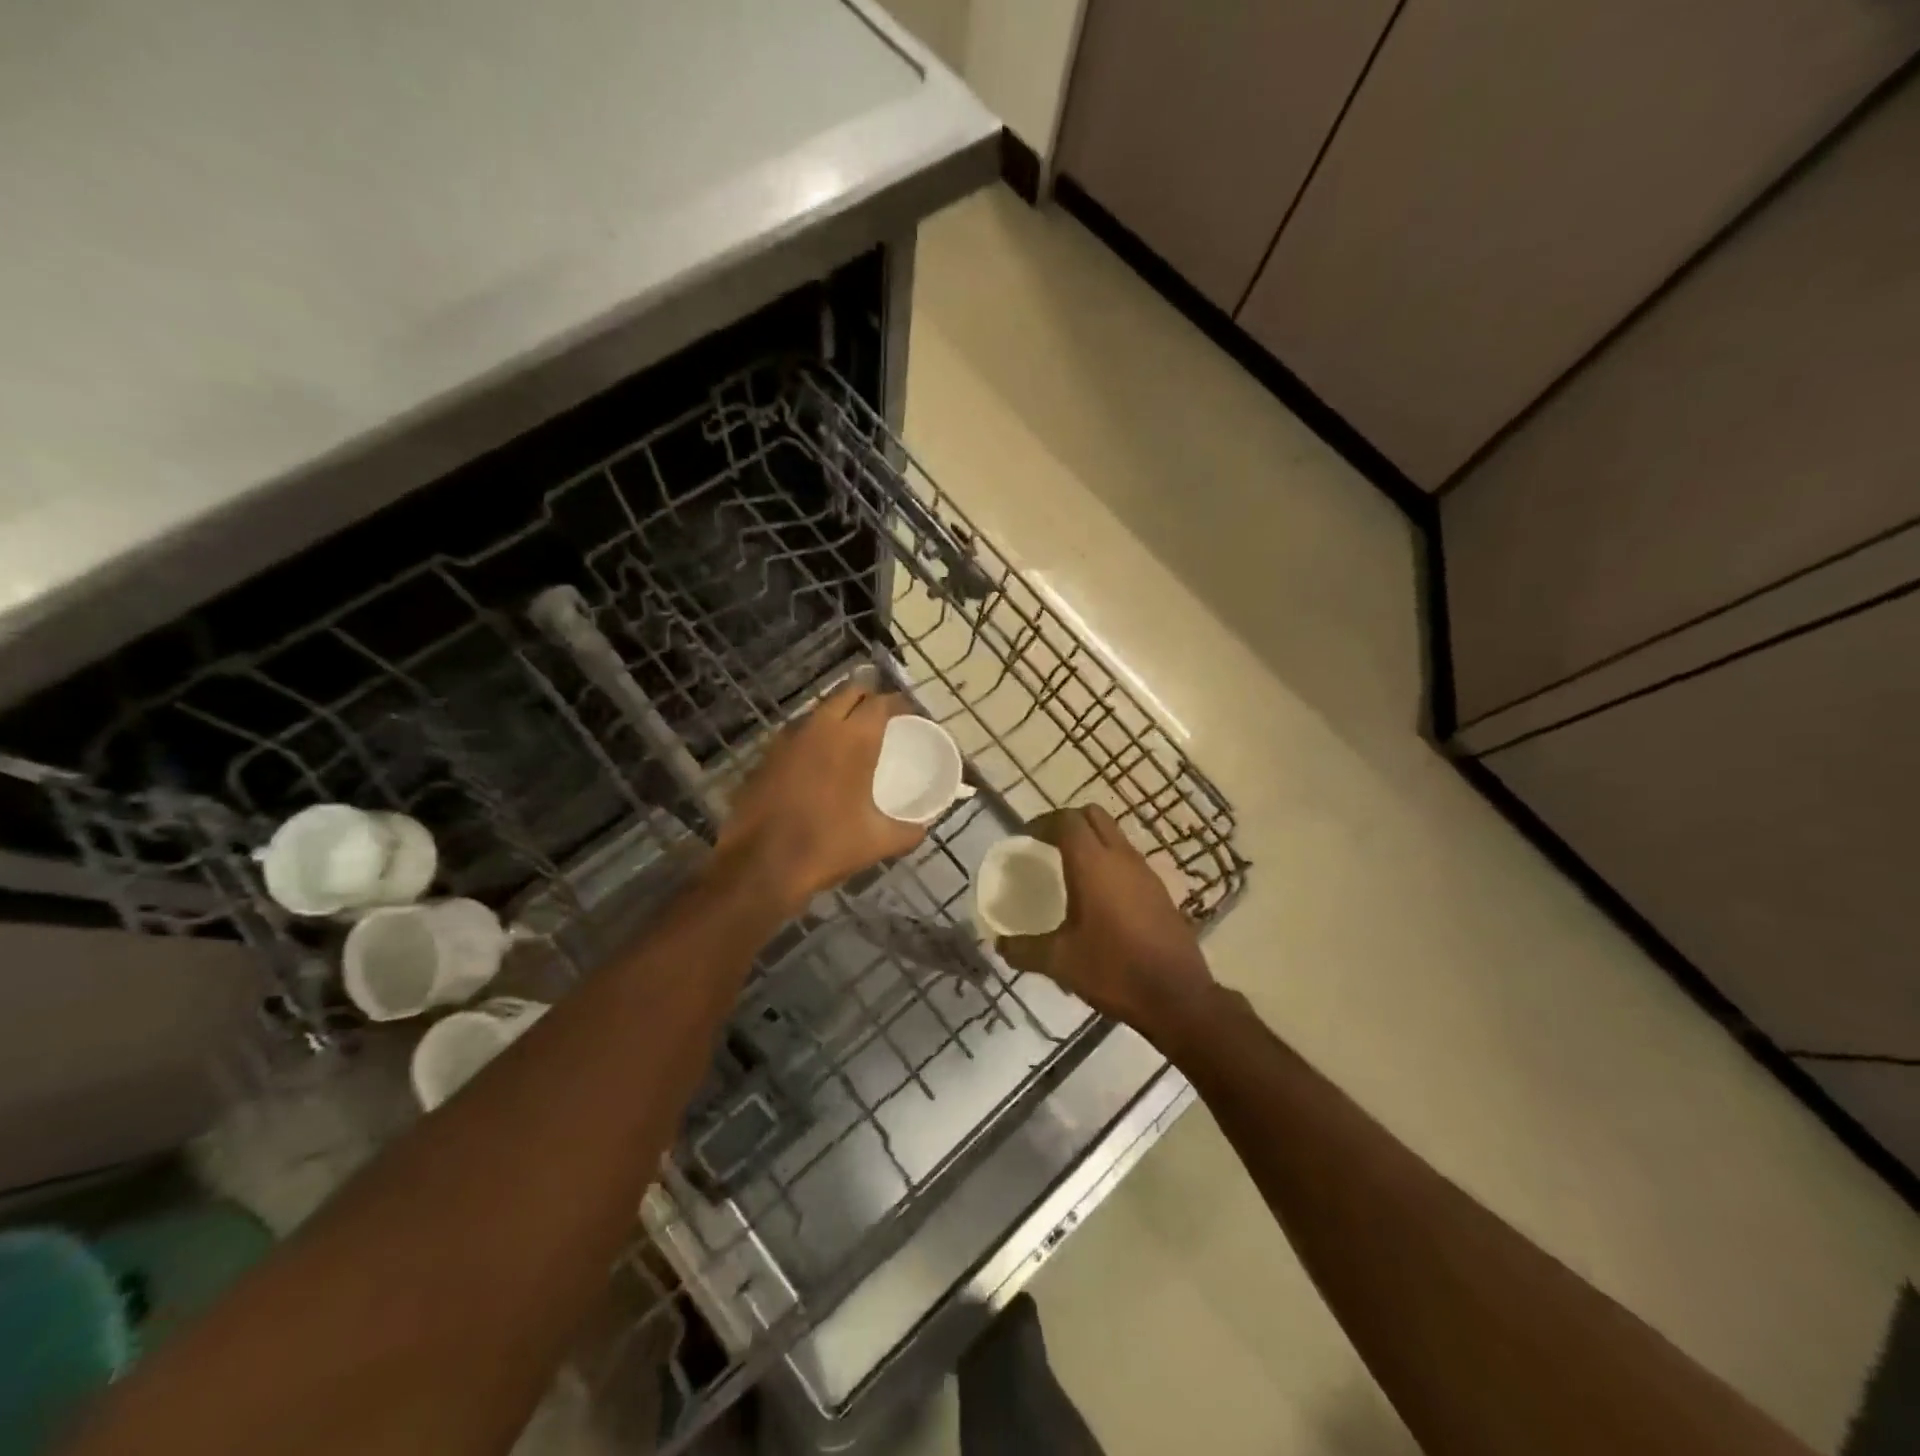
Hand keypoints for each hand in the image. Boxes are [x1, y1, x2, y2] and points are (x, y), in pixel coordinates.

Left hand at [715, 683, 926, 915]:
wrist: (760, 865)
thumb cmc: (827, 846)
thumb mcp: (878, 842)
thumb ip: (908, 832)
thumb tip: (923, 828)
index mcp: (854, 739)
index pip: (881, 702)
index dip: (898, 704)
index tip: (908, 714)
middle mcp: (821, 727)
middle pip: (848, 693)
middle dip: (867, 697)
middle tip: (881, 716)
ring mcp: (788, 739)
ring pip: (819, 710)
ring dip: (837, 714)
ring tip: (851, 735)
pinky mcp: (766, 755)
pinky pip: (797, 733)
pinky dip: (813, 737)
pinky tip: (818, 760)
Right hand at [997, 805, 1215, 1034]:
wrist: (1177, 997)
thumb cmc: (1113, 970)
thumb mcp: (1059, 962)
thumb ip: (1024, 950)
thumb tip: (1000, 945)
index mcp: (1093, 864)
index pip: (1066, 820)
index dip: (1042, 822)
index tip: (1025, 838)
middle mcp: (1121, 858)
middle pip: (1093, 816)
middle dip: (1067, 822)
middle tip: (1046, 845)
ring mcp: (1146, 872)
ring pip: (1114, 836)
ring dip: (1091, 841)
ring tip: (1069, 869)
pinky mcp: (1160, 891)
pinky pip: (1128, 860)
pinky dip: (1109, 862)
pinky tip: (1098, 896)